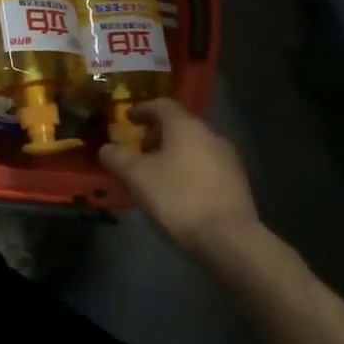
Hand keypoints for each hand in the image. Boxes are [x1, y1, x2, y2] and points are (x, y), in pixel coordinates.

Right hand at [98, 100, 259, 256]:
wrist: (230, 238)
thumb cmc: (178, 198)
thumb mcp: (137, 177)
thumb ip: (118, 158)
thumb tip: (106, 148)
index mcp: (185, 126)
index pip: (162, 105)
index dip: (142, 109)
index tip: (128, 118)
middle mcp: (210, 134)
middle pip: (179, 125)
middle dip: (156, 134)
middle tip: (138, 149)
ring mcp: (228, 158)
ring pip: (194, 146)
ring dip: (173, 152)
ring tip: (156, 172)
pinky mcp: (237, 182)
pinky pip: (206, 165)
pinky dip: (188, 169)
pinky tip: (179, 190)